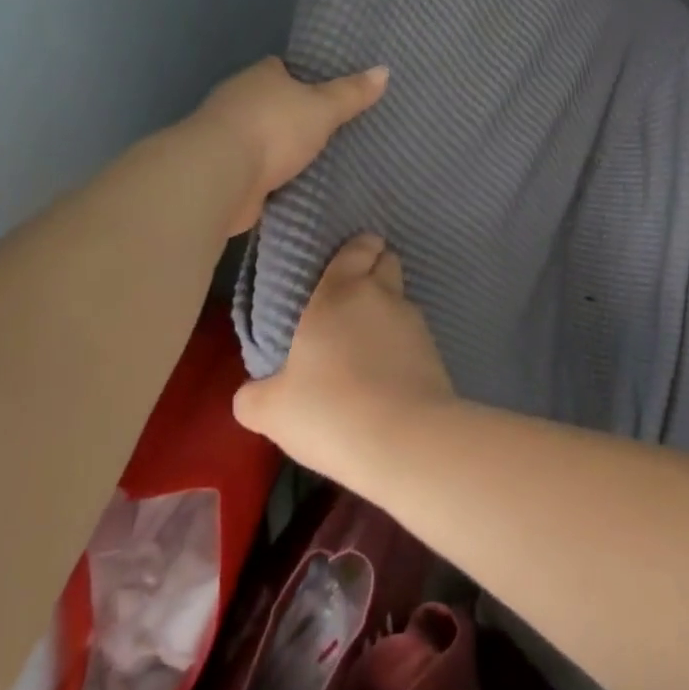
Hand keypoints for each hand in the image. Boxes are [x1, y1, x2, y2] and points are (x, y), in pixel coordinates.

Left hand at [192, 57, 387, 234]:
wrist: (220, 176)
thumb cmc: (273, 129)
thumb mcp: (323, 108)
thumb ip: (351, 94)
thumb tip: (384, 70)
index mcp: (260, 77)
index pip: (282, 69)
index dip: (304, 77)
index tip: (327, 90)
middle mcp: (238, 101)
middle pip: (271, 103)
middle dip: (294, 115)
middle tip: (331, 127)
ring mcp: (227, 138)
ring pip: (263, 138)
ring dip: (281, 149)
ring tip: (319, 159)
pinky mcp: (225, 172)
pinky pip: (257, 170)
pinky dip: (272, 176)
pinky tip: (294, 185)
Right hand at [233, 234, 456, 482]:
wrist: (405, 440)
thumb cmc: (329, 410)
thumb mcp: (271, 410)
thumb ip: (255, 395)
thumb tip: (252, 393)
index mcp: (339, 292)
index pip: (357, 249)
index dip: (357, 249)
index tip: (348, 261)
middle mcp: (382, 296)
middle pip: (387, 264)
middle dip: (376, 271)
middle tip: (352, 301)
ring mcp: (415, 322)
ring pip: (401, 302)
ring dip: (387, 313)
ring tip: (367, 344)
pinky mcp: (436, 352)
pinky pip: (414, 337)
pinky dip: (402, 345)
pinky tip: (387, 372)